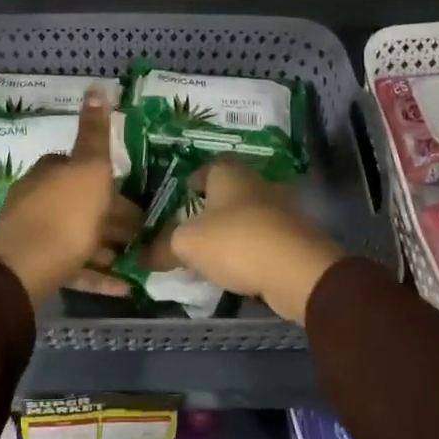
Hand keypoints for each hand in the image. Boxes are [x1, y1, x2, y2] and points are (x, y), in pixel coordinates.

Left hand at [0, 90, 138, 304]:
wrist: (26, 270)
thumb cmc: (66, 214)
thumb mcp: (89, 168)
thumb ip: (95, 132)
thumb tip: (95, 87)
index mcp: (48, 173)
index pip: (78, 166)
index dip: (106, 178)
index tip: (133, 194)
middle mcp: (37, 199)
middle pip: (81, 203)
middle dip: (111, 216)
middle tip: (142, 232)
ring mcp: (35, 235)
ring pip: (79, 236)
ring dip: (107, 246)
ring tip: (136, 259)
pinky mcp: (38, 268)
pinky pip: (74, 267)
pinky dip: (98, 274)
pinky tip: (122, 287)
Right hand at [149, 158, 344, 324]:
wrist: (296, 271)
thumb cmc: (235, 242)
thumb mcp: (186, 245)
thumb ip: (161, 248)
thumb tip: (142, 255)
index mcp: (229, 174)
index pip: (207, 167)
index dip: (191, 181)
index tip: (180, 199)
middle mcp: (256, 183)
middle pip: (229, 191)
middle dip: (212, 208)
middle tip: (190, 228)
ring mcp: (280, 209)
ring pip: (248, 214)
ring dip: (233, 229)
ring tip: (211, 252)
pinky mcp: (294, 237)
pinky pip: (264, 238)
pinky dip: (251, 249)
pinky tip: (238, 267)